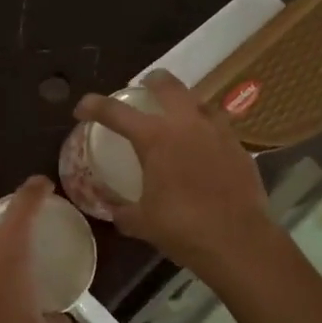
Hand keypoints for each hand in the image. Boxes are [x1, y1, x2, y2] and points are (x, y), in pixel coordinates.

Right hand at [74, 71, 274, 274]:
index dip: (94, 106)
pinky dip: (206, 127)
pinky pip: (219, 125)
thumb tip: (111, 207)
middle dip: (152, 81)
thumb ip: (121, 210)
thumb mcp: (141, 222)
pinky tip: (204, 144)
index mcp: (155, 138)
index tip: (82, 109)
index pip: (115, 112)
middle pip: (168, 86)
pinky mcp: (239, 147)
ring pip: (199, 101)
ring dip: (185, 101)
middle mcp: (186, 125)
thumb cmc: (182, 228)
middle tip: (144, 86)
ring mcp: (217, 132)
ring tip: (178, 114)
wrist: (239, 241)